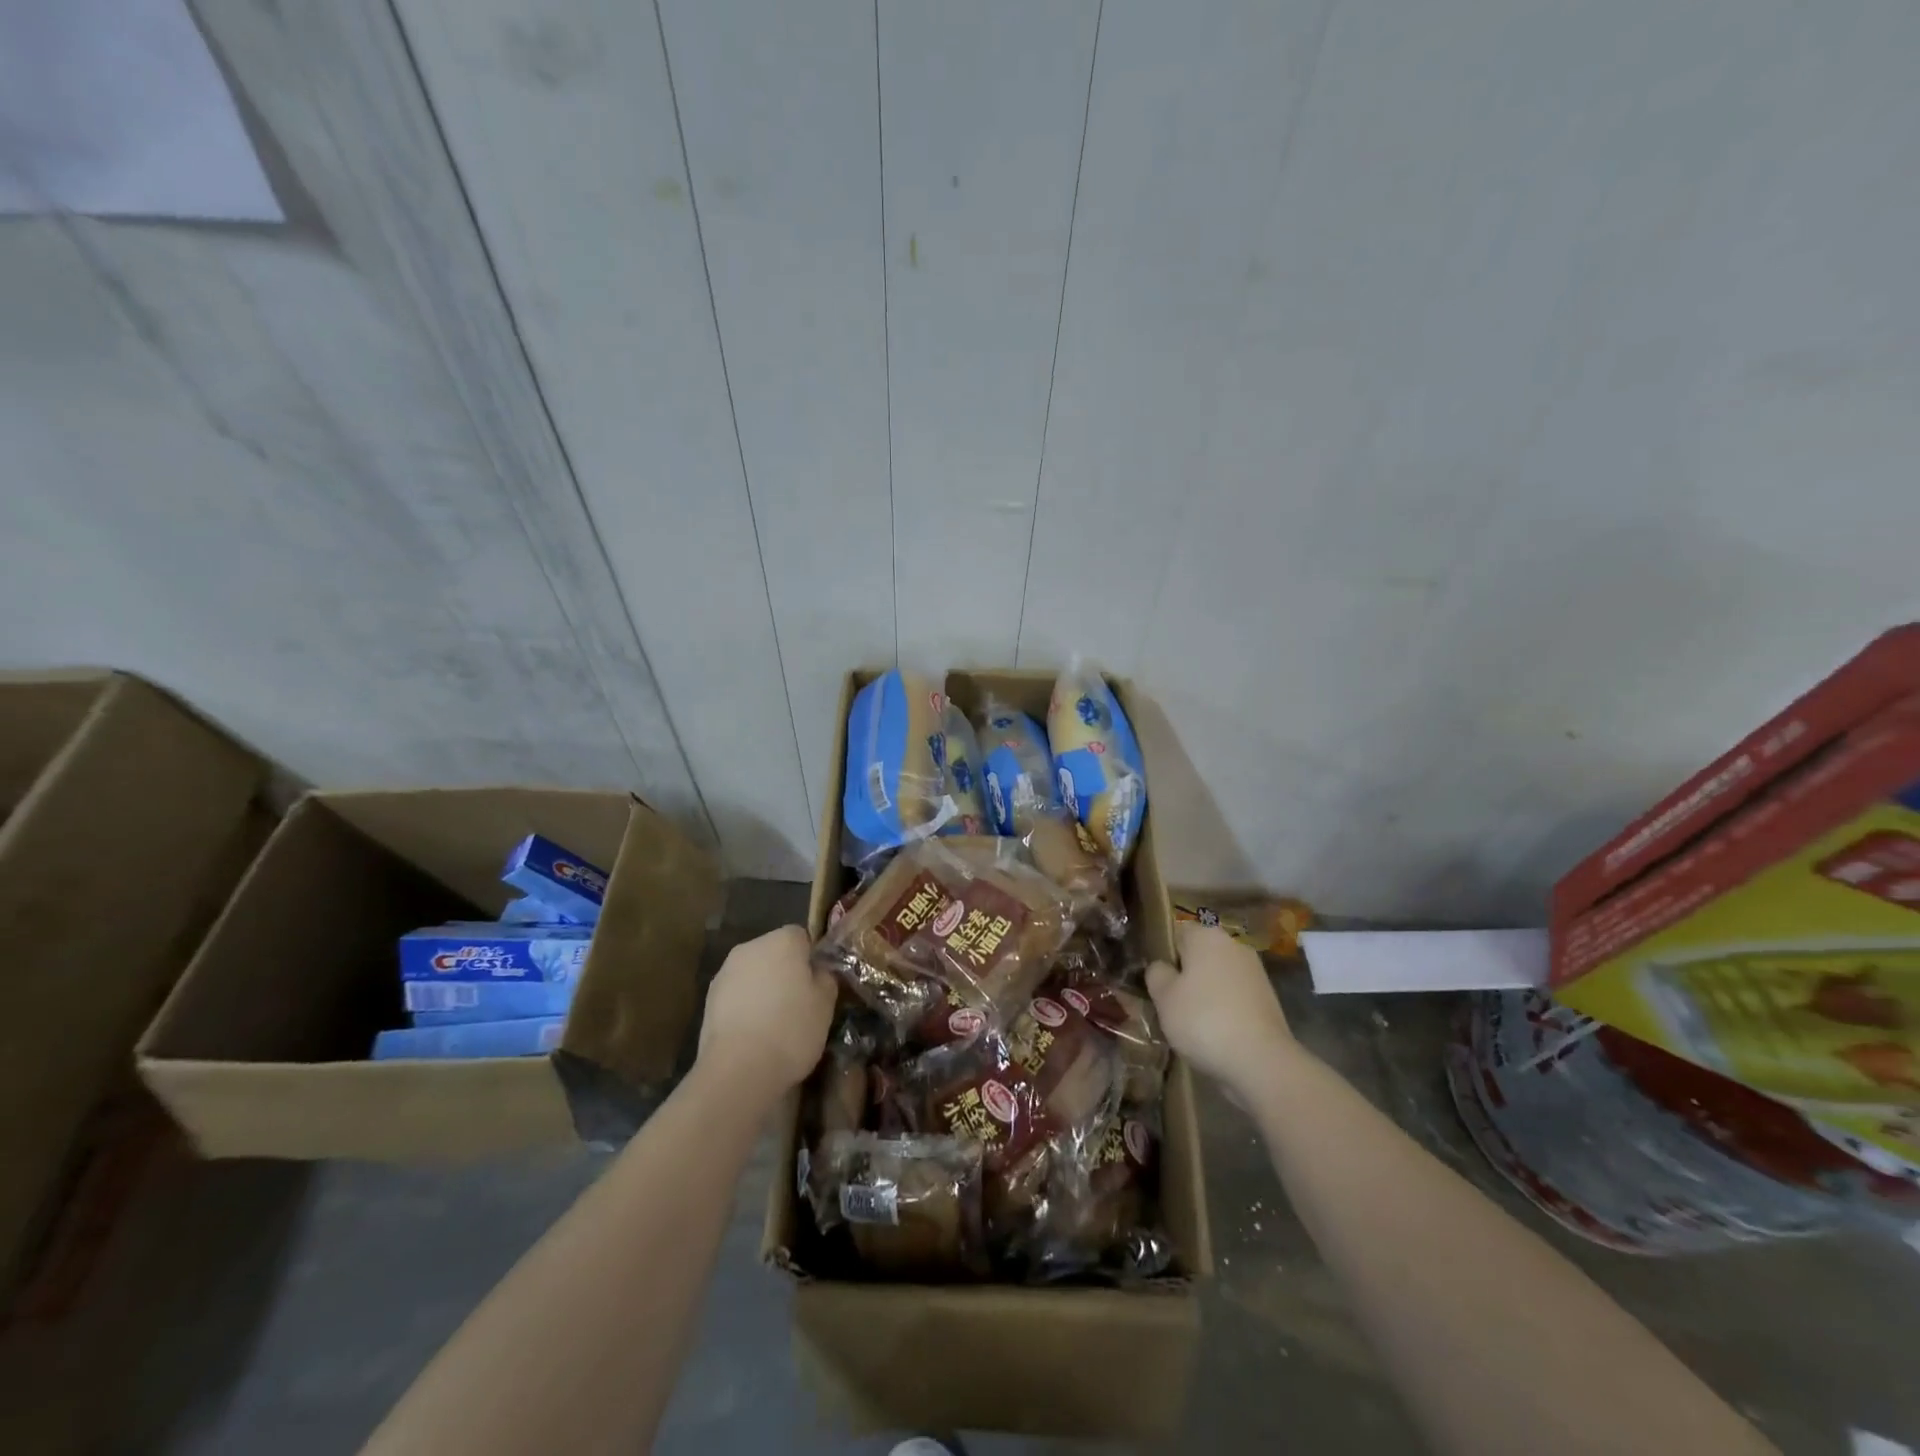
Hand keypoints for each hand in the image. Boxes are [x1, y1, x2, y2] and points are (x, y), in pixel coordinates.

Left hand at [696, 925, 835, 1103]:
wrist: (738, 1069)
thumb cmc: (791, 1029)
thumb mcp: (826, 1004)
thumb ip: (825, 977)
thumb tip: (817, 971)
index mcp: (783, 940)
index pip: (802, 937)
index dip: (811, 960)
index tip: (816, 986)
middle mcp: (751, 947)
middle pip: (774, 953)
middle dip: (785, 972)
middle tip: (799, 1005)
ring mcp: (725, 972)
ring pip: (753, 974)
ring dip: (763, 990)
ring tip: (774, 1025)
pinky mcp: (708, 999)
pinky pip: (736, 995)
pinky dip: (745, 1007)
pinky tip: (753, 1035)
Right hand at [1146, 923, 1295, 1100]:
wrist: (1261, 1062)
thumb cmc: (1203, 1020)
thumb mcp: (1163, 997)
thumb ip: (1156, 974)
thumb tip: (1162, 967)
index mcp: (1206, 935)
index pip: (1177, 932)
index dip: (1164, 954)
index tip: (1156, 980)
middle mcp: (1233, 945)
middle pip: (1200, 954)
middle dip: (1186, 975)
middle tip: (1169, 1003)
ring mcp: (1255, 971)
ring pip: (1218, 976)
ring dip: (1205, 993)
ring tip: (1191, 1023)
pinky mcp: (1268, 999)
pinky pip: (1235, 996)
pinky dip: (1224, 1008)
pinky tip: (1215, 1033)